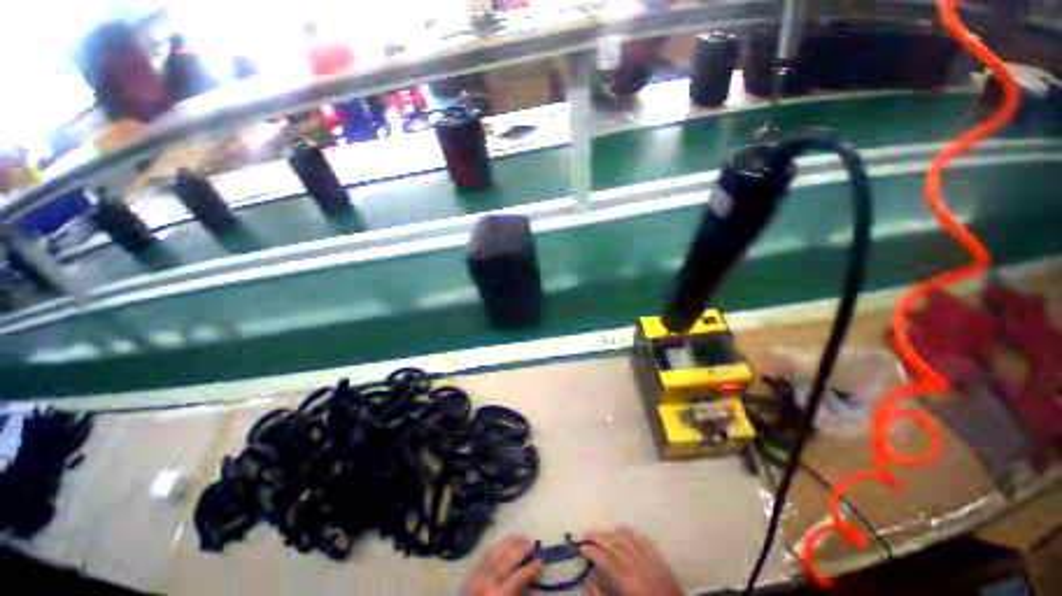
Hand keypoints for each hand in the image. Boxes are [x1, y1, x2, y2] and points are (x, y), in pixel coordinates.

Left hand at [464, 535, 542, 595]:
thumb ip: (519, 590)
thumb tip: (530, 575)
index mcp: (498, 594)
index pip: (518, 576)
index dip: (531, 567)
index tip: (540, 561)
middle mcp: (487, 580)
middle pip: (506, 558)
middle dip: (521, 548)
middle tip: (532, 542)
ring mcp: (476, 572)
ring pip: (495, 551)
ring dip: (510, 541)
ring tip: (521, 537)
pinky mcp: (471, 568)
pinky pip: (485, 552)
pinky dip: (497, 544)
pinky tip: (505, 540)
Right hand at [581, 528, 683, 595]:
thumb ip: (602, 595)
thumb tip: (587, 578)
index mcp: (628, 582)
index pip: (605, 559)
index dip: (591, 550)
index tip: (581, 546)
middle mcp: (639, 567)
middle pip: (615, 545)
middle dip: (598, 537)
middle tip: (586, 534)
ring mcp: (651, 562)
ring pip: (628, 539)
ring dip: (612, 533)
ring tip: (601, 532)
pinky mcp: (661, 561)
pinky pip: (644, 541)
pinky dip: (631, 533)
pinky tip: (622, 530)